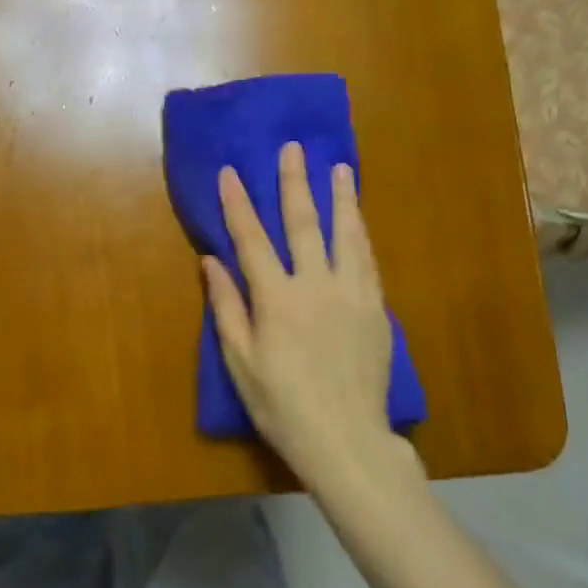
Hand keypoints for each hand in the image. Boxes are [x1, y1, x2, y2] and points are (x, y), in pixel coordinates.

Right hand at [202, 143, 416, 492]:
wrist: (345, 439)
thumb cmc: (282, 404)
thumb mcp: (240, 361)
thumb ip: (226, 307)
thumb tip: (211, 262)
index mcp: (277, 299)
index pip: (252, 240)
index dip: (238, 205)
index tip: (230, 172)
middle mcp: (316, 286)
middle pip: (304, 224)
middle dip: (295, 183)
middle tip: (294, 148)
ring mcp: (351, 294)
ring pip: (346, 235)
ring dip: (341, 198)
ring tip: (339, 168)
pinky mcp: (376, 309)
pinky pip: (368, 261)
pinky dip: (361, 234)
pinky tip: (359, 219)